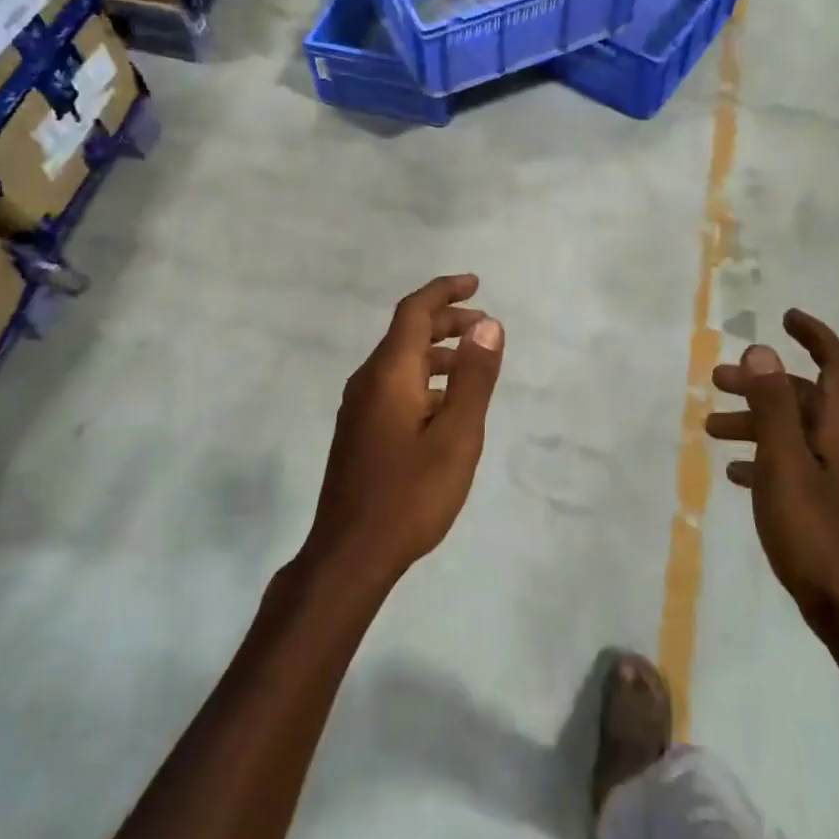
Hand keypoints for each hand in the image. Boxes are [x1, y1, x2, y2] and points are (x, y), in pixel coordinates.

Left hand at [308, 274, 504, 585]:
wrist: (350, 555)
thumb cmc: (410, 494)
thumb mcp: (457, 435)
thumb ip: (474, 378)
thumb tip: (488, 324)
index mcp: (389, 373)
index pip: (414, 312)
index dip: (444, 291)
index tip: (475, 283)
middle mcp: (368, 381)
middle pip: (406, 334)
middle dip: (446, 321)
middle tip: (484, 325)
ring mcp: (359, 408)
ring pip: (400, 362)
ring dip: (437, 352)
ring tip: (473, 363)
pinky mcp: (359, 432)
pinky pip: (394, 386)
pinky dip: (424, 378)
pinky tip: (444, 404)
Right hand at [706, 309, 838, 656]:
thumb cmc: (816, 533)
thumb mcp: (785, 464)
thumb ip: (773, 406)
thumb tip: (762, 350)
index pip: (836, 365)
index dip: (814, 336)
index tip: (785, 317)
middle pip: (803, 398)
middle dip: (762, 383)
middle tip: (716, 381)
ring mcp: (835, 478)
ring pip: (792, 432)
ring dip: (755, 421)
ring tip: (712, 429)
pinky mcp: (824, 505)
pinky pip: (791, 464)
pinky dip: (763, 457)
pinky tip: (736, 473)